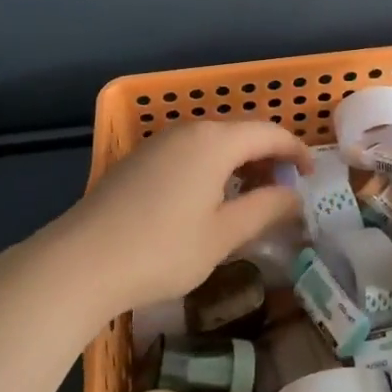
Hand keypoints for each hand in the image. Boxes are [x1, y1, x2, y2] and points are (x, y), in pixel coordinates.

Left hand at [41, 120, 312, 322]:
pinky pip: (190, 151)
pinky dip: (213, 166)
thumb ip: (264, 209)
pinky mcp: (140, 159)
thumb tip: (293, 196)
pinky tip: (210, 198)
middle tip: (285, 190)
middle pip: (242, 131)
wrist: (80, 262)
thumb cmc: (161, 249)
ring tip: (251, 197)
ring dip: (240, 161)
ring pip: (214, 141)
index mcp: (215, 140)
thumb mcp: (223, 235)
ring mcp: (160, 142)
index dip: (297, 151)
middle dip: (269, 155)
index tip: (311, 176)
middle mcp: (189, 130)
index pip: (270, 133)